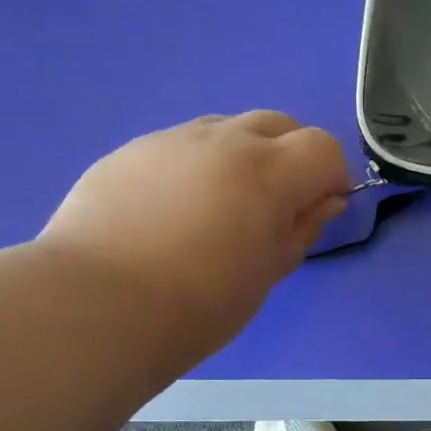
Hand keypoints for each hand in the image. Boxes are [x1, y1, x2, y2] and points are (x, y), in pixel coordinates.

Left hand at [42, 112, 350, 360]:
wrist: (98, 307)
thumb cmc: (199, 304)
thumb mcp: (267, 274)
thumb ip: (301, 230)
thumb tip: (323, 202)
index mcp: (267, 171)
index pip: (323, 147)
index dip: (331, 176)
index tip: (320, 210)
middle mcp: (222, 140)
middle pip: (277, 124)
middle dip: (290, 156)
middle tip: (274, 206)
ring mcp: (170, 140)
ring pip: (225, 129)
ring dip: (240, 156)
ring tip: (218, 208)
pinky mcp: (128, 152)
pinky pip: (178, 146)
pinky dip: (194, 167)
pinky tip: (169, 212)